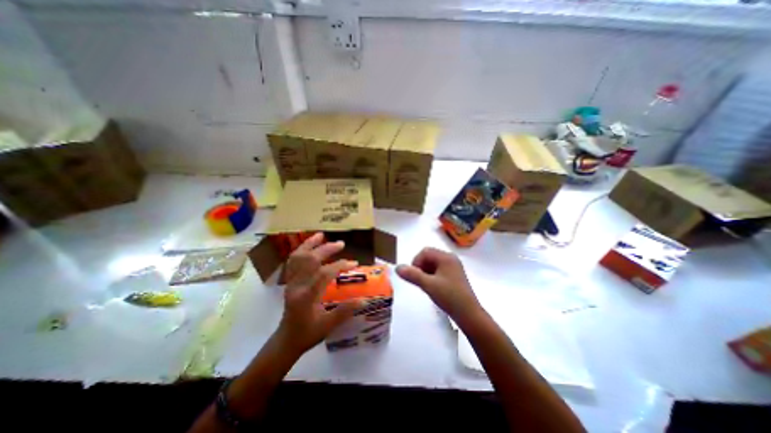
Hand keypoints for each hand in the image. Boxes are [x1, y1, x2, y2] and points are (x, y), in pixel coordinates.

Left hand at [276, 233, 362, 354]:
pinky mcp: (290, 281)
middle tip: (341, 244)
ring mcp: (291, 282)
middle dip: (326, 249)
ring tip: (321, 236)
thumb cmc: (308, 334)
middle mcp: (297, 285)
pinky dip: (301, 251)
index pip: (324, 274)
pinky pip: (293, 261)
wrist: (286, 340)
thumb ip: (345, 311)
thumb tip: (364, 300)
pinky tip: (309, 247)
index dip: (340, 266)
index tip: (354, 264)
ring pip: (298, 257)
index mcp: (307, 296)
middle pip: (310, 260)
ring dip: (310, 245)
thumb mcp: (328, 325)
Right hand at [397, 247, 480, 324]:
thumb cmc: (449, 297)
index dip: (416, 262)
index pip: (425, 252)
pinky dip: (432, 275)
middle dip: (420, 266)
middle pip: (429, 256)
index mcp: (446, 257)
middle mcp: (450, 258)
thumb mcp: (428, 285)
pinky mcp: (454, 275)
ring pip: (433, 263)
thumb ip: (412, 275)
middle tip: (419, 281)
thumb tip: (397, 267)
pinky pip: (439, 269)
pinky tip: (432, 286)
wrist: (469, 314)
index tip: (414, 276)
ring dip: (425, 271)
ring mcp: (453, 266)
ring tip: (425, 285)